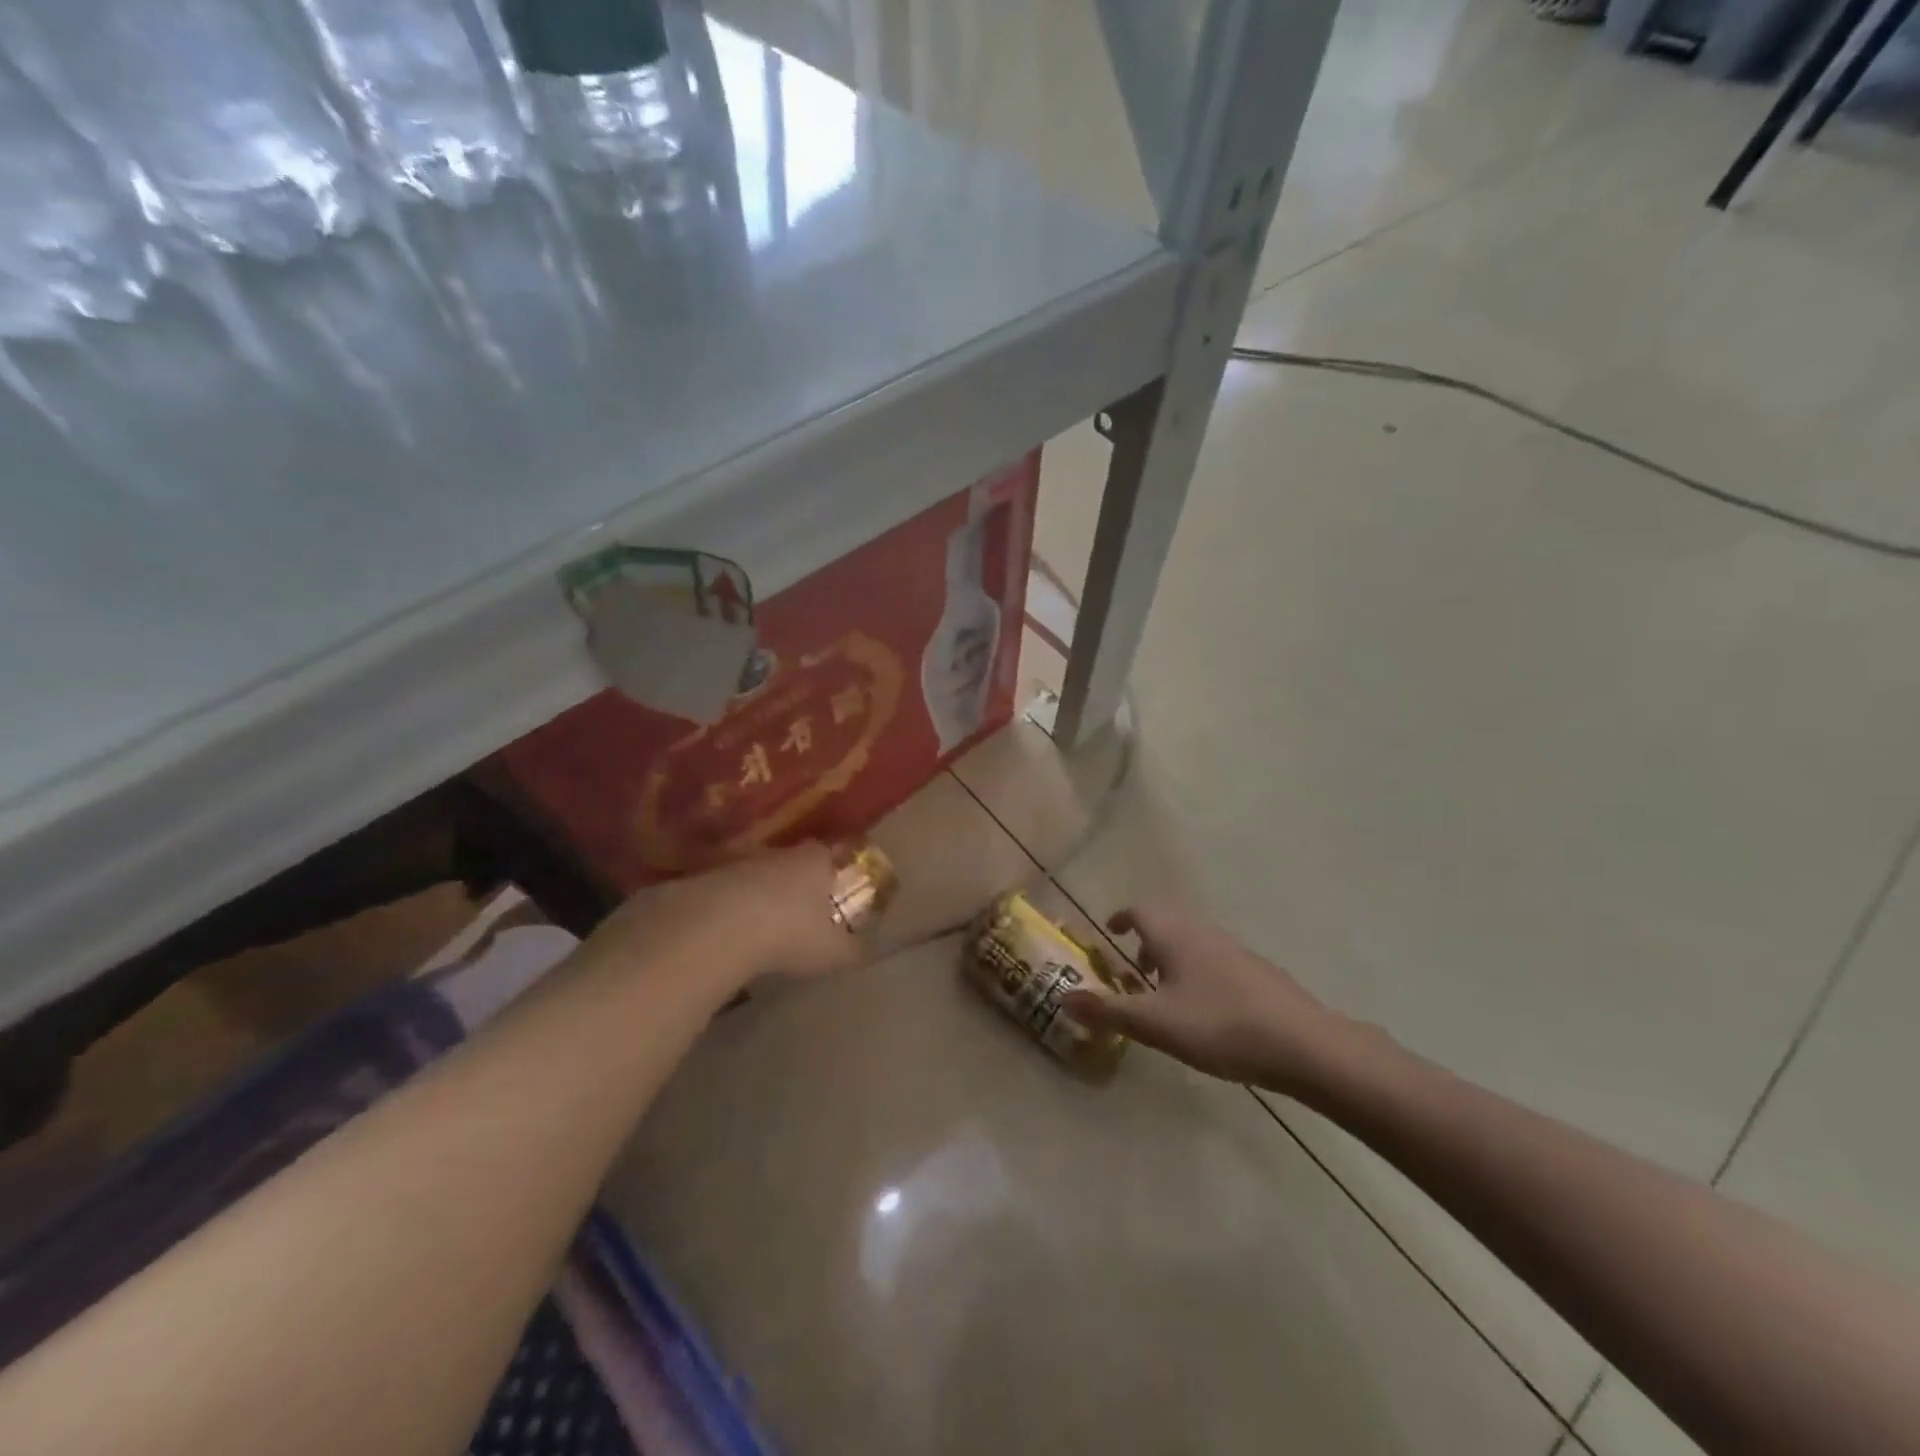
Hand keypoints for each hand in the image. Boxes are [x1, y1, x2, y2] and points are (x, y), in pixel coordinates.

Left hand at [583, 842, 863, 989]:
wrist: (718, 929)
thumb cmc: (789, 934)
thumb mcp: (832, 952)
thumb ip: (852, 950)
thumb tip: (866, 952)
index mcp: (815, 862)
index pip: (831, 852)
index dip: (835, 867)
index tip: (838, 883)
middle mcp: (779, 854)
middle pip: (793, 861)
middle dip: (797, 881)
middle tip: (802, 907)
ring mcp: (739, 863)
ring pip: (758, 873)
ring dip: (761, 893)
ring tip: (764, 922)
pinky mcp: (705, 878)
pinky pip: (727, 890)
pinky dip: (731, 906)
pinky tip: (731, 930)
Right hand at [1064, 900, 1366, 1094]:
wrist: (1304, 1044)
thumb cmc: (1220, 1026)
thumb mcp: (1155, 1024)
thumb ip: (1109, 1011)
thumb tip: (1064, 997)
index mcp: (1175, 936)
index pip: (1141, 909)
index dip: (1122, 917)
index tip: (1110, 932)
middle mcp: (1204, 933)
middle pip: (1168, 923)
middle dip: (1146, 942)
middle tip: (1134, 973)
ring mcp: (1236, 951)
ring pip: (1193, 943)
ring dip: (1172, 959)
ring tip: (1166, 997)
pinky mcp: (1258, 973)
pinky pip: (1215, 960)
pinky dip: (1198, 973)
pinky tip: (1206, 1012)